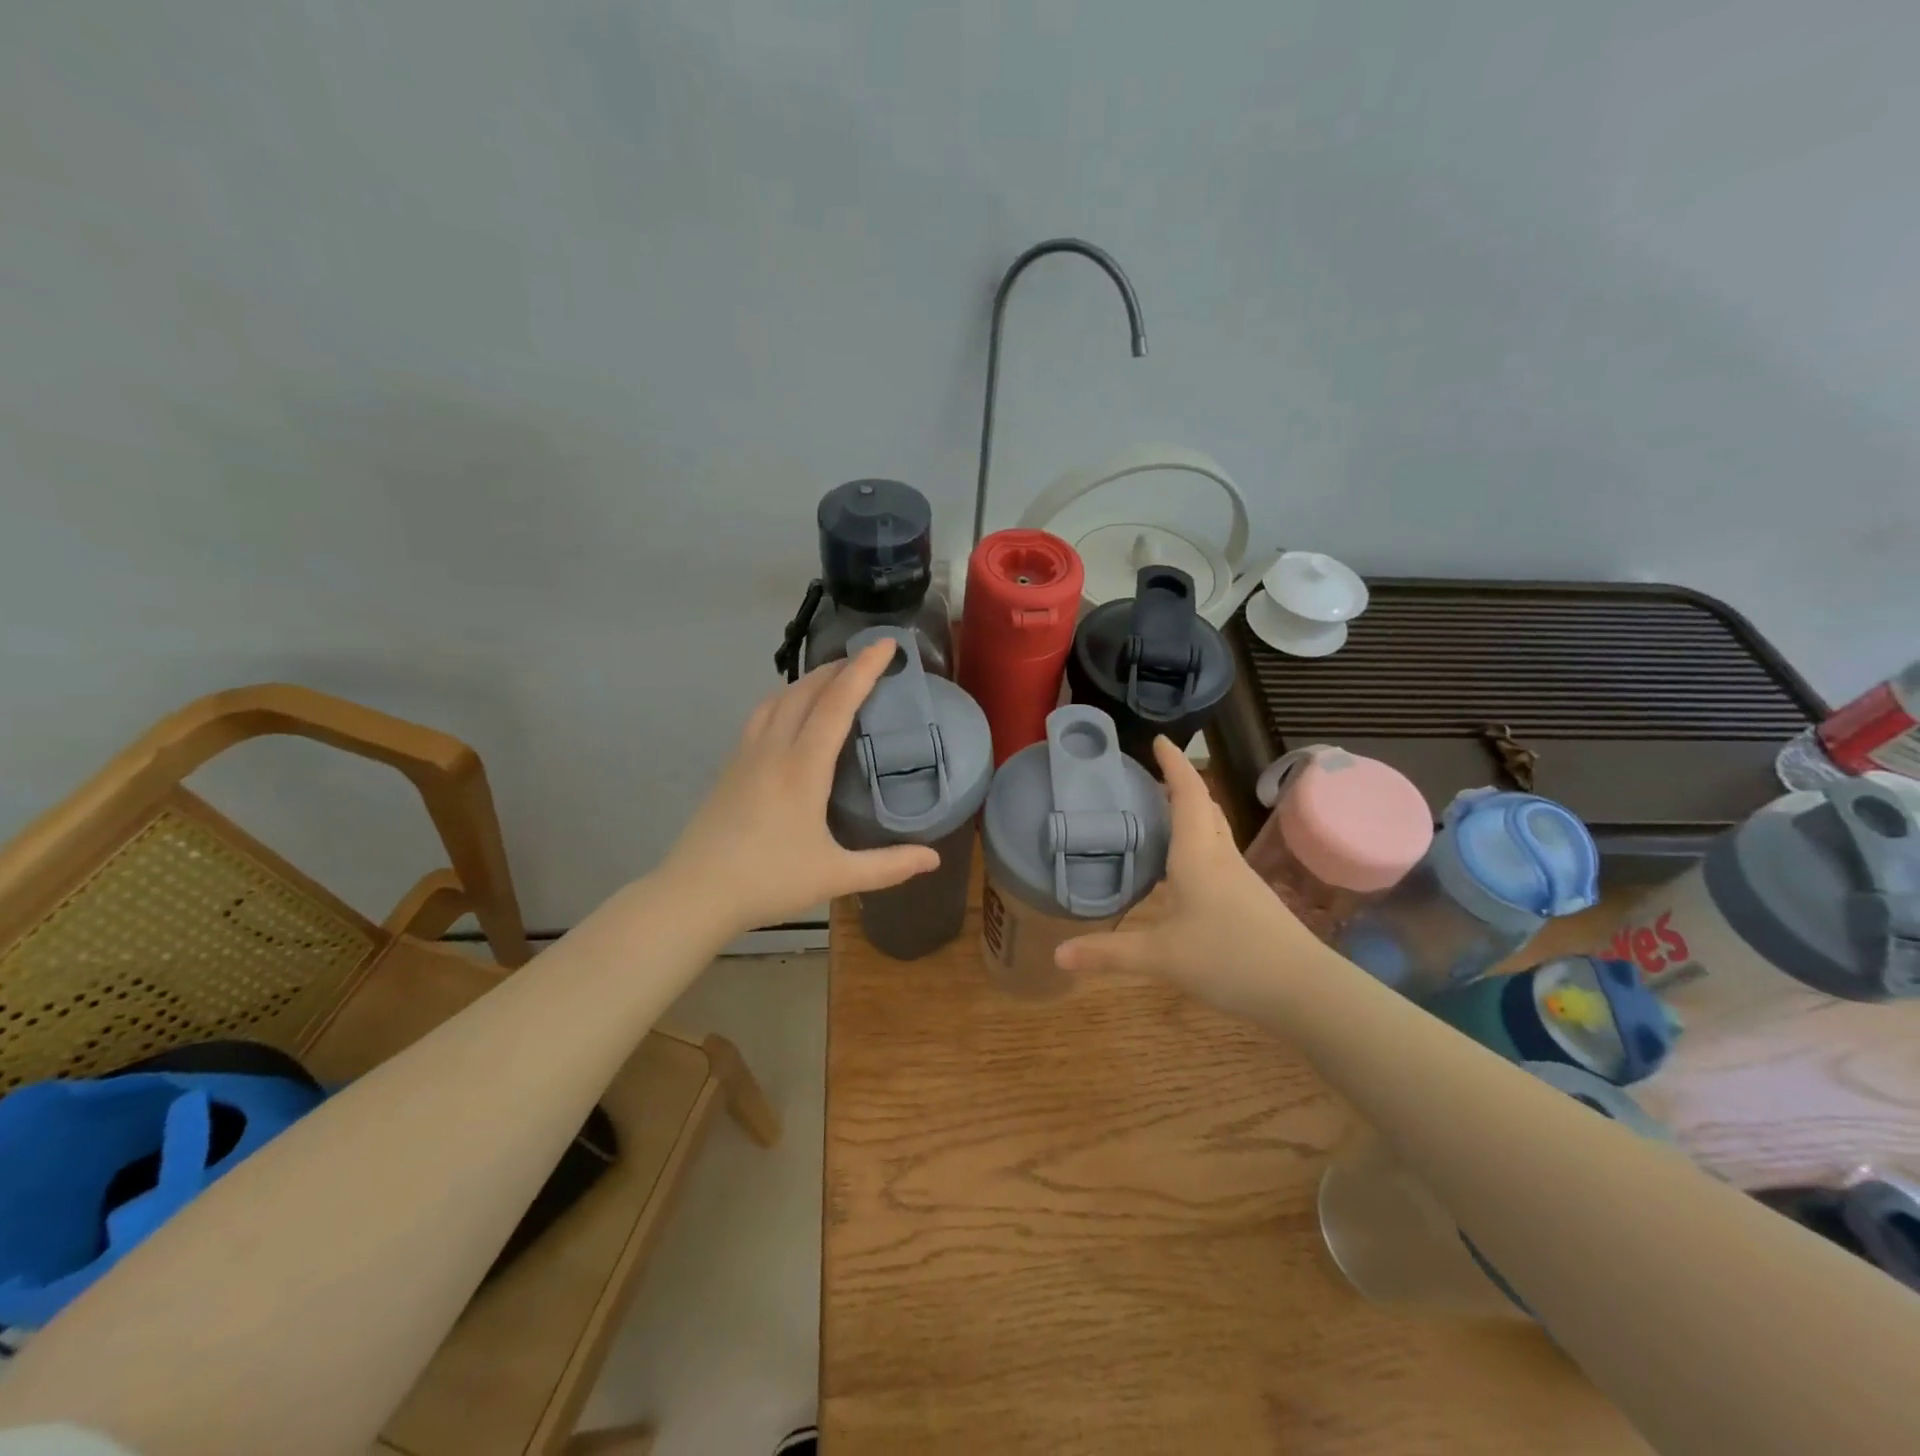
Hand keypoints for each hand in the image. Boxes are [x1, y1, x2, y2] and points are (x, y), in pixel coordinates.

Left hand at [661, 640, 940, 935]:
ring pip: (778, 699)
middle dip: (838, 668)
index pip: (836, 704)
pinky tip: (791, 715)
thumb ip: (888, 866)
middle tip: (867, 659)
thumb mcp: (835, 877)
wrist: (695, 893)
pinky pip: (761, 716)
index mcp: (802, 769)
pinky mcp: (730, 767)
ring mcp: (745, 755)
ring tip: (833, 680)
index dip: (863, 670)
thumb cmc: (768, 882)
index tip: (886, 645)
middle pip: (806, 691)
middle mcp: (773, 750)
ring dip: (808, 681)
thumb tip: (934, 859)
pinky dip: (785, 700)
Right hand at [1055, 736, 1318, 1015]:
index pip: (1188, 795)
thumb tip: (1057, 955)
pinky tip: (1183, 870)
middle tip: (1151, 777)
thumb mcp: (1162, 958)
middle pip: (1205, 808)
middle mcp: (1221, 858)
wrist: (1304, 991)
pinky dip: (1198, 845)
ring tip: (1161, 815)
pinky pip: (1218, 857)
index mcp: (1198, 856)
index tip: (1159, 739)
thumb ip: (1109, 954)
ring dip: (1192, 814)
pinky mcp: (1249, 901)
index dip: (1174, 765)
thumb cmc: (1230, 959)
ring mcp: (1240, 880)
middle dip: (1181, 785)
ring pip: (1214, 832)